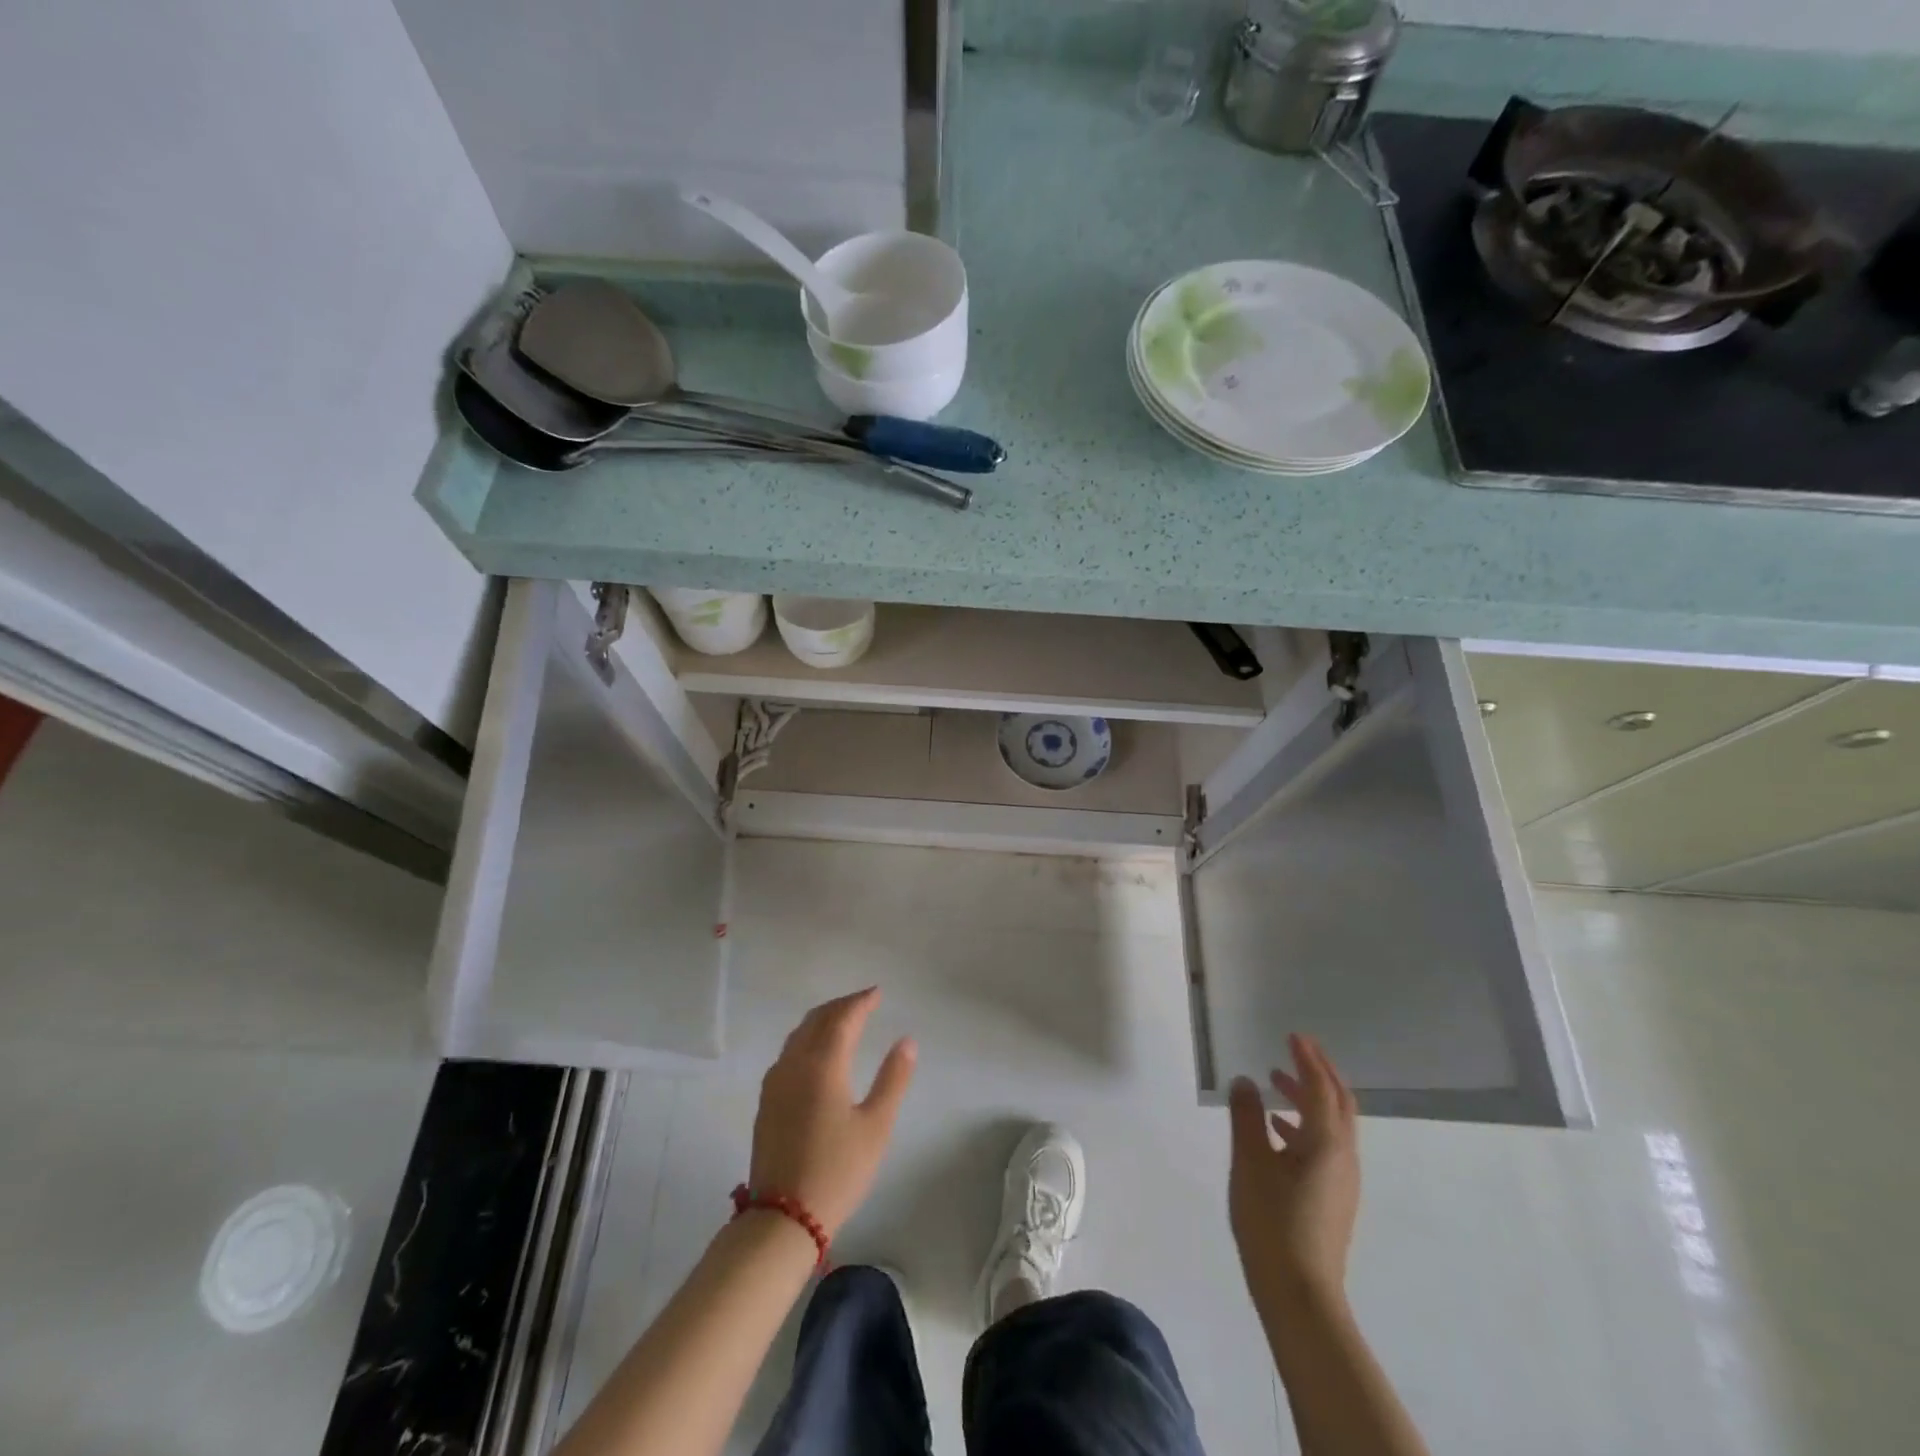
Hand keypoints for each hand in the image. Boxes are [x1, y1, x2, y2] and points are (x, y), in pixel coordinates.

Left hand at [748, 988, 916, 1238]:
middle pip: (817, 1020)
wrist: (783, 1219)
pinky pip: (788, 1052)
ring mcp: (775, 1082)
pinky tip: (817, 1052)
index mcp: (822, 1065)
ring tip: (843, 1020)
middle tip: (864, 1002)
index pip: (843, 1018)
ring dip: (822, 1020)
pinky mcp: (766, 1101)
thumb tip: (906, 1041)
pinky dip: (807, 1038)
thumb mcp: (876, 1126)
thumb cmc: (837, 1171)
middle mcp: (794, 1064)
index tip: (878, 993)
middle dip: (841, 1006)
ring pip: (799, 1034)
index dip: (861, 1001)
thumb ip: (893, 1079)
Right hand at [1228, 1032, 1360, 1308]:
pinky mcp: (1332, 1199)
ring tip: (1276, 1084)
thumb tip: (1245, 1082)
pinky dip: (1304, 1125)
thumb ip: (1246, 1117)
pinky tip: (1276, 1130)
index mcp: (1326, 1143)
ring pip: (1331, 1126)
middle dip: (1318, 1074)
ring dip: (1308, 1099)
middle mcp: (1343, 1157)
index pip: (1321, 1088)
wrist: (1299, 1295)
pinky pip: (1324, 1146)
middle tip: (1295, 1051)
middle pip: (1338, 1104)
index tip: (1293, 1036)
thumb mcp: (1250, 1162)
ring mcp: (1341, 1180)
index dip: (1307, 1059)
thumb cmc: (1272, 1222)